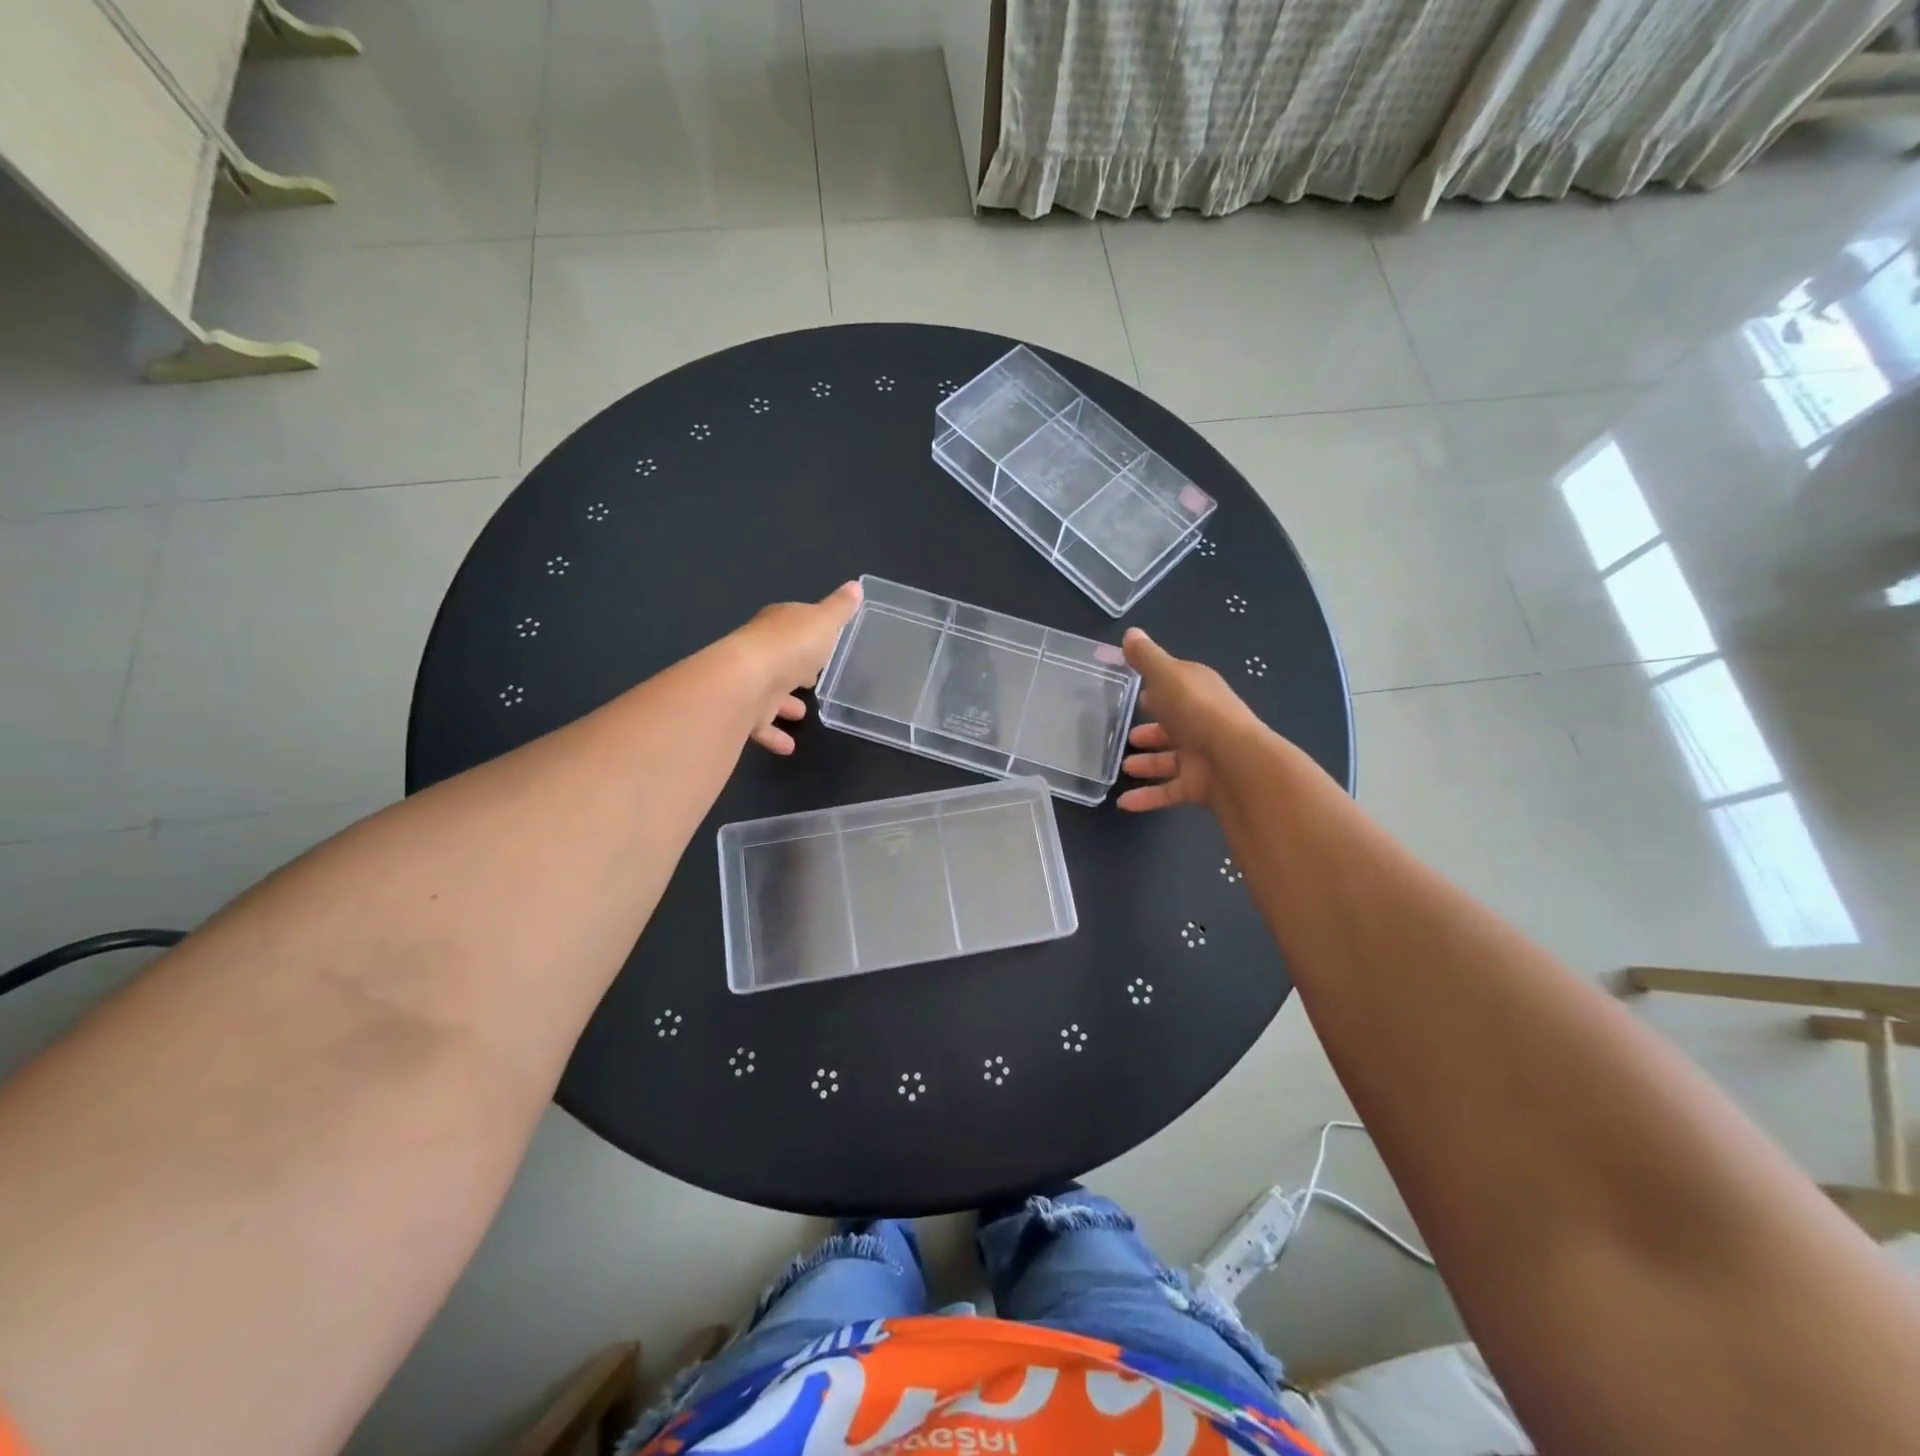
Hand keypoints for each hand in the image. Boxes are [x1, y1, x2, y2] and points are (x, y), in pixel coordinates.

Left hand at [732, 581, 861, 753]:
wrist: (746, 682)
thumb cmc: (791, 647)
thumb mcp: (824, 622)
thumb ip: (840, 609)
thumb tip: (856, 586)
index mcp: (778, 626)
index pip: (793, 624)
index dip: (808, 633)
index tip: (823, 644)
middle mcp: (761, 651)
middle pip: (781, 658)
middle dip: (795, 668)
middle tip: (812, 680)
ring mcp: (750, 682)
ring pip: (769, 692)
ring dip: (784, 702)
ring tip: (803, 713)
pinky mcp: (744, 711)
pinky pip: (761, 725)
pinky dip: (774, 735)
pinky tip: (789, 747)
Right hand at [1117, 627, 1262, 811]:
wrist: (1234, 762)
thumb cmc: (1197, 711)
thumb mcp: (1167, 675)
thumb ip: (1146, 657)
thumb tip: (1131, 632)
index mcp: (1198, 691)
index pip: (1176, 686)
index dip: (1158, 688)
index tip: (1135, 693)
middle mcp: (1202, 721)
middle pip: (1174, 725)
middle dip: (1152, 729)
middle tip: (1127, 735)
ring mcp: (1202, 755)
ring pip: (1170, 759)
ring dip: (1148, 762)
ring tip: (1125, 765)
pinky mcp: (1199, 785)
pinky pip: (1169, 791)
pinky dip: (1148, 797)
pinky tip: (1123, 803)